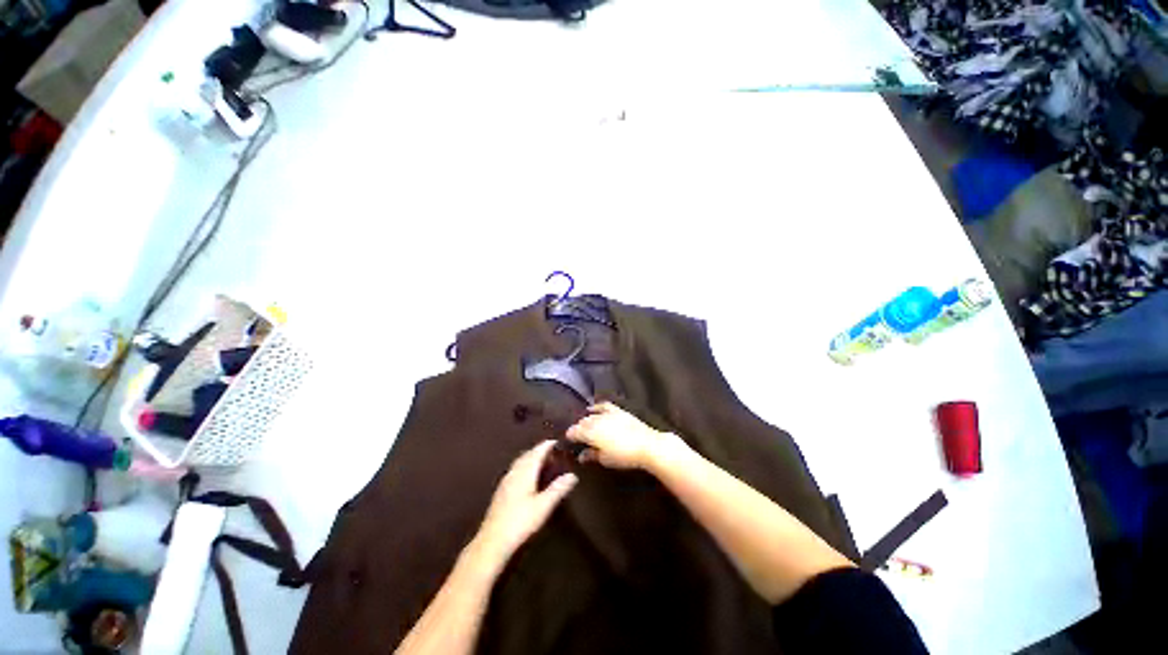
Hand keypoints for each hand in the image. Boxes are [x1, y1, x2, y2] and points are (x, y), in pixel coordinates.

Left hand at [474, 441, 577, 565]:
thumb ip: (558, 489)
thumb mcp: (543, 506)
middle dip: (539, 450)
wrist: (492, 541)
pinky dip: (524, 466)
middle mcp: (514, 473)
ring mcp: (506, 481)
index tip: (555, 441)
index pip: (537, 452)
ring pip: (520, 462)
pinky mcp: (501, 491)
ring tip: (541, 461)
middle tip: (551, 451)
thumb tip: (573, 475)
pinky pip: (515, 470)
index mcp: (525, 472)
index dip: (546, 446)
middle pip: (527, 455)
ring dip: (530, 458)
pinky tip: (527, 476)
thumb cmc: (520, 522)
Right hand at [566, 402, 676, 470]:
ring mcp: (607, 414)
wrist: (646, 445)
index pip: (575, 431)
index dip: (570, 435)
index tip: (568, 439)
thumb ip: (592, 455)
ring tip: (584, 425)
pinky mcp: (617, 411)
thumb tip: (581, 455)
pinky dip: (596, 407)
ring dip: (586, 420)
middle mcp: (596, 420)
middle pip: (583, 422)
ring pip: (591, 415)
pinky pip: (603, 406)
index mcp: (590, 433)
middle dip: (578, 428)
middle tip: (576, 435)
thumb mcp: (605, 459)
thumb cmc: (624, 456)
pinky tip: (592, 408)